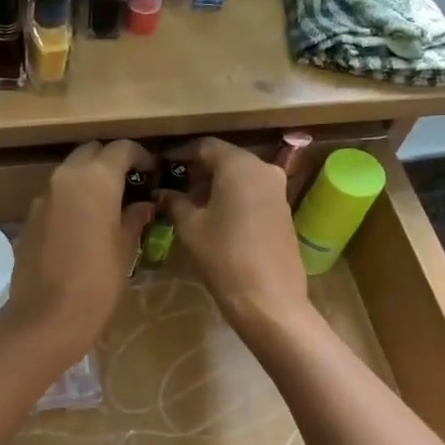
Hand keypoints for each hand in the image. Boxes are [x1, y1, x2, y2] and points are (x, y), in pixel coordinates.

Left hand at [0, 141, 154, 365]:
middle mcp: (66, 177)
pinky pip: (56, 196)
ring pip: (70, 173)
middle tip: (129, 183)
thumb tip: (142, 205)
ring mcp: (43, 196)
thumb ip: (135, 217)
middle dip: (110, 162)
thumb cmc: (98, 281)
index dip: (140, 156)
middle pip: (91, 152)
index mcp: (96, 178)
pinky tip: (83, 224)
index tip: (152, 171)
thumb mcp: (126, 248)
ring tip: (108, 204)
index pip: (122, 148)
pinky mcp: (30, 217)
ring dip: (89, 179)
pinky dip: (72, 199)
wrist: (47, 317)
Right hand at [159, 138, 312, 340]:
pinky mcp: (283, 209)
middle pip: (225, 158)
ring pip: (240, 175)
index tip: (161, 163)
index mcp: (239, 166)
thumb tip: (161, 193)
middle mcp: (263, 169)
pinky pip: (252, 191)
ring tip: (188, 201)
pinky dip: (232, 195)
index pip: (205, 146)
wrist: (269, 299)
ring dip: (215, 183)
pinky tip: (213, 214)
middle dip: (198, 168)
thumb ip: (174, 202)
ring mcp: (277, 189)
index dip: (180, 152)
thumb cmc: (224, 256)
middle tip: (172, 183)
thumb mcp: (191, 227)